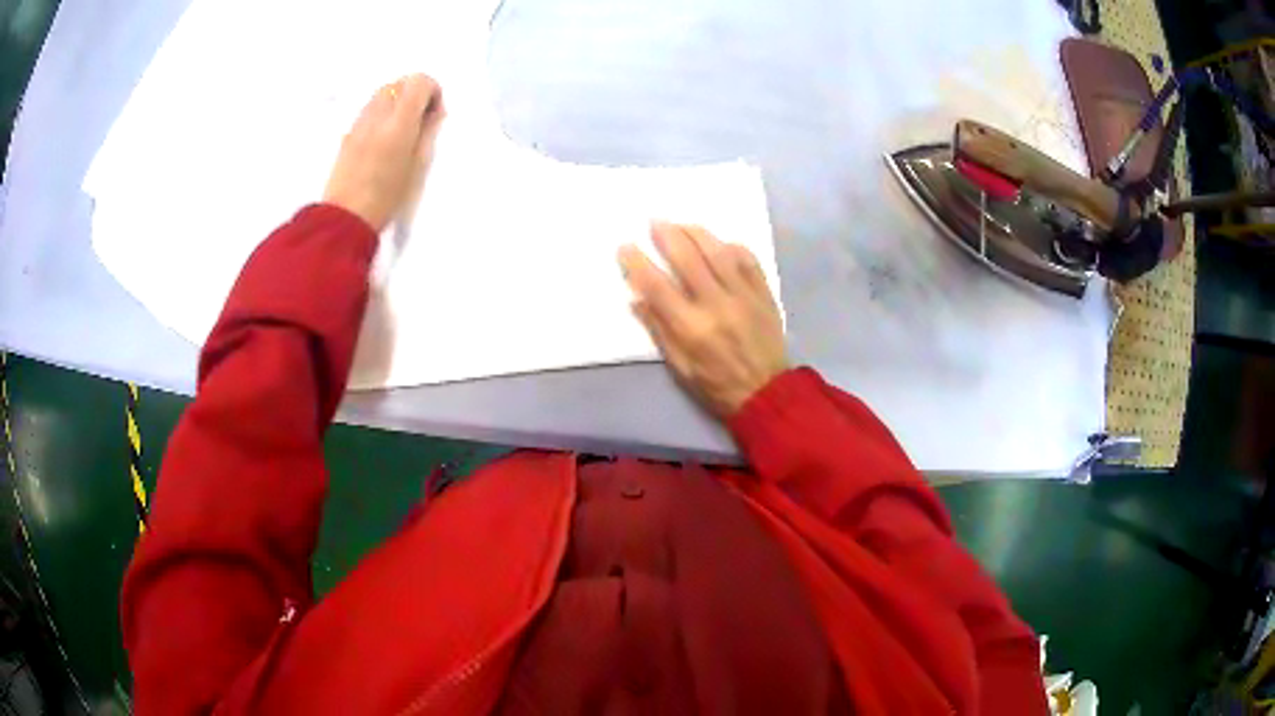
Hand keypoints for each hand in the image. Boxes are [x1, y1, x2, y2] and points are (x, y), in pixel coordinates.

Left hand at [323, 73, 445, 231]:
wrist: (345, 217)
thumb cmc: (387, 197)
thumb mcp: (417, 166)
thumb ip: (427, 132)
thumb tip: (433, 112)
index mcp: (398, 121)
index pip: (419, 81)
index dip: (432, 92)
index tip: (433, 114)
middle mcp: (377, 114)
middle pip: (400, 82)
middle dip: (414, 94)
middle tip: (419, 121)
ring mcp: (360, 121)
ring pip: (383, 92)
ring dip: (397, 102)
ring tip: (401, 130)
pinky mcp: (349, 132)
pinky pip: (370, 108)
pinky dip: (382, 113)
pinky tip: (383, 139)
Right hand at [619, 223, 787, 419]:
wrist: (767, 393)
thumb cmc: (716, 385)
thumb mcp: (680, 368)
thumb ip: (659, 331)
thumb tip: (637, 299)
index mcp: (691, 328)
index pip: (657, 286)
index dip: (638, 263)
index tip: (625, 247)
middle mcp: (717, 305)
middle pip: (688, 259)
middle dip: (667, 236)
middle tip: (655, 222)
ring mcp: (744, 296)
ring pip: (718, 252)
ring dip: (697, 234)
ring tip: (682, 224)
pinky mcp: (764, 294)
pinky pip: (748, 260)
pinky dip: (732, 247)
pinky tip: (720, 242)